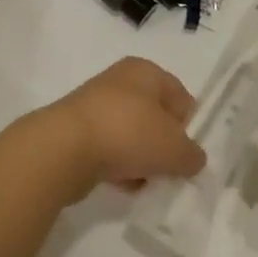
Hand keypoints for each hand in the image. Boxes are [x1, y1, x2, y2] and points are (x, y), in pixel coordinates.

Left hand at [20, 57, 203, 202]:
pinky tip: (121, 185)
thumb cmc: (128, 134)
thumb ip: (192, 155)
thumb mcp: (175, 149)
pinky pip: (109, 149)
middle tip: (167, 169)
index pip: (181, 96)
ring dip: (141, 160)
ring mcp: (95, 105)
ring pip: (132, 135)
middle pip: (155, 117)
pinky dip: (117, 166)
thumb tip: (193, 159)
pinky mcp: (77, 131)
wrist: (64, 149)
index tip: (186, 152)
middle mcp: (120, 81)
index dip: (188, 125)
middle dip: (163, 145)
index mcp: (146, 71)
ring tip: (143, 181)